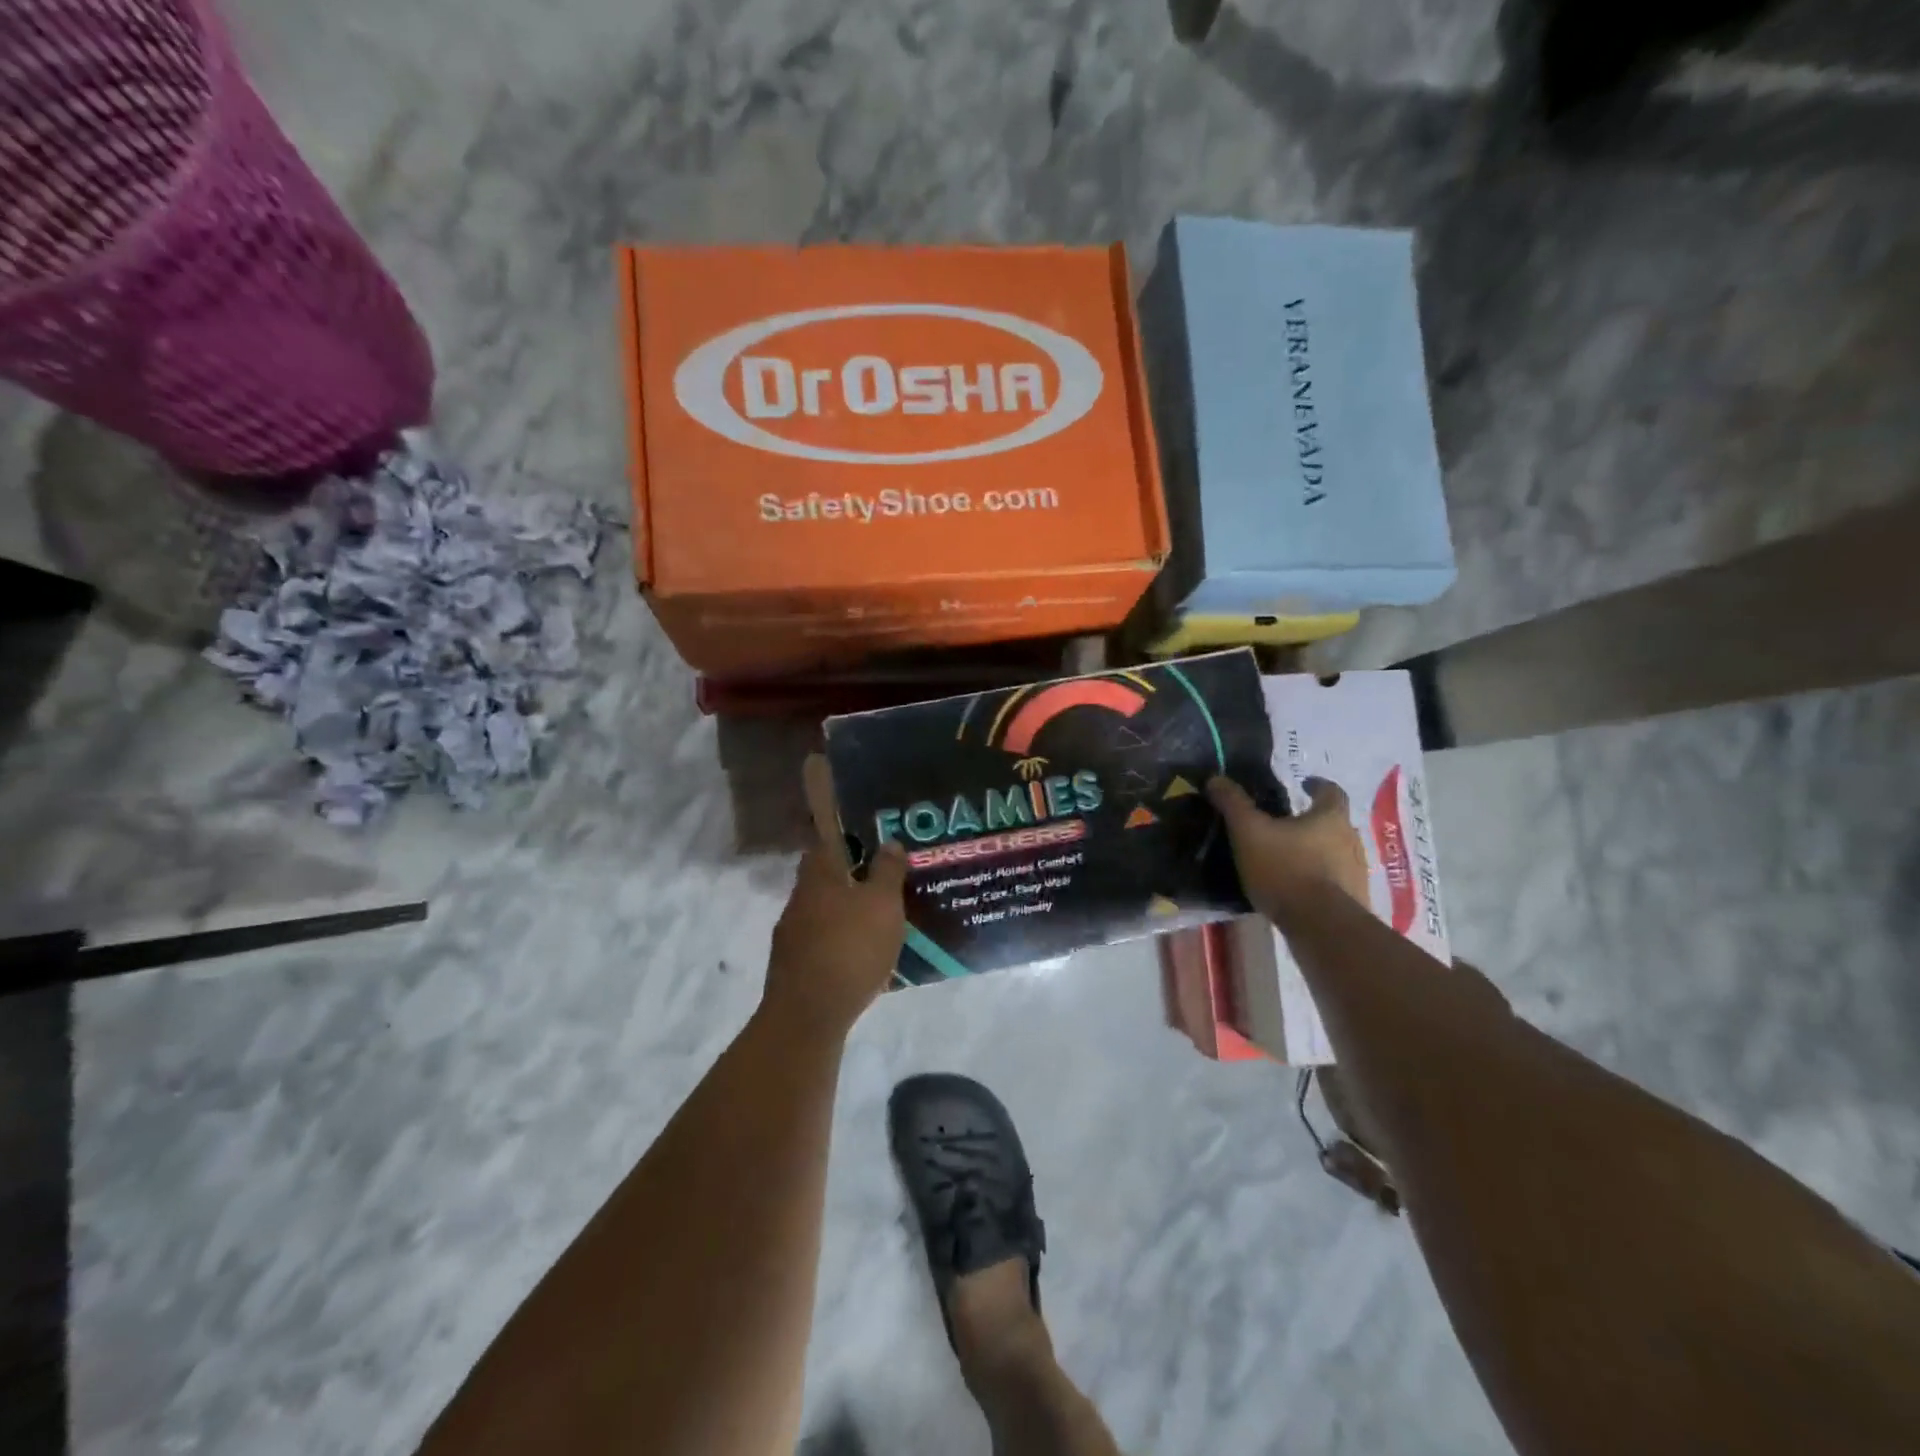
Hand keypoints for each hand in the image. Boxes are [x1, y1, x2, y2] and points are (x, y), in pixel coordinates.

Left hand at [762, 756, 907, 1038]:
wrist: (808, 1015)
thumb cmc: (850, 948)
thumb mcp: (882, 904)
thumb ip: (887, 871)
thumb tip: (890, 841)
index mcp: (817, 878)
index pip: (825, 844)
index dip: (846, 839)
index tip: (871, 841)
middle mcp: (798, 901)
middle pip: (824, 880)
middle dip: (850, 880)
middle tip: (884, 883)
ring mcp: (791, 937)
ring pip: (822, 914)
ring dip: (846, 915)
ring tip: (879, 922)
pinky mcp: (793, 969)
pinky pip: (821, 945)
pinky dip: (840, 945)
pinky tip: (863, 959)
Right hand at [1207, 775, 1370, 921]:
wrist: (1321, 926)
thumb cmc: (1285, 868)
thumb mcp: (1249, 832)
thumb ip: (1233, 804)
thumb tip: (1216, 778)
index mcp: (1330, 817)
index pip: (1331, 791)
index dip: (1316, 785)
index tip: (1302, 784)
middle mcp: (1351, 840)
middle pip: (1334, 823)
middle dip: (1313, 821)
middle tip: (1285, 825)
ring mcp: (1357, 873)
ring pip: (1336, 853)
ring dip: (1317, 852)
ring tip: (1287, 858)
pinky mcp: (1354, 901)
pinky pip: (1335, 882)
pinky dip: (1319, 879)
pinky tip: (1297, 889)